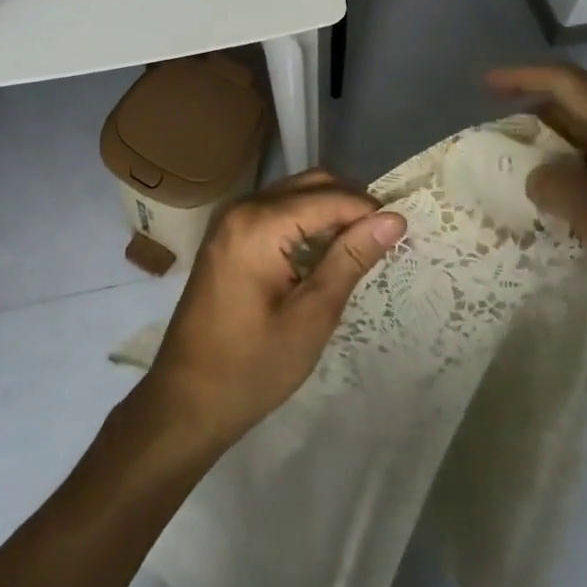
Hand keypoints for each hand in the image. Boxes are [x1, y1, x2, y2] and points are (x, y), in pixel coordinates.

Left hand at [140, 170, 406, 452]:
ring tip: (360, 247)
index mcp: (258, 224)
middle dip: (350, 204)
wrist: (185, 402)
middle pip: (310, 184)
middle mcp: (242, 208)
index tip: (401, 233)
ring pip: (294, 193)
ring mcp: (230, 219)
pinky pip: (276, 210)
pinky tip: (323, 253)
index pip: (328, 197)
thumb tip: (394, 219)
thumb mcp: (311, 316)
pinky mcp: (227, 235)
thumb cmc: (251, 367)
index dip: (368, 211)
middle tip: (383, 240)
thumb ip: (350, 259)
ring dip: (329, 211)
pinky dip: (305, 221)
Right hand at [487, 64, 586, 366]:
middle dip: (531, 116)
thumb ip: (563, 189)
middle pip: (578, 108)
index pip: (571, 85)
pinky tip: (549, 201)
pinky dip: (569, 175)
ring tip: (509, 170)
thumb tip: (536, 174)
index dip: (524, 78)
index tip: (483, 86)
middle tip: (489, 141)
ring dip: (549, 149)